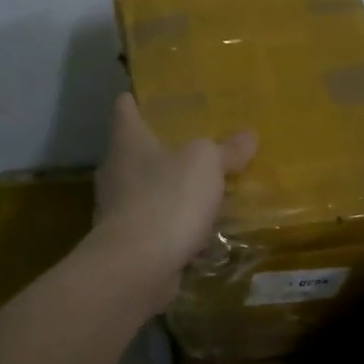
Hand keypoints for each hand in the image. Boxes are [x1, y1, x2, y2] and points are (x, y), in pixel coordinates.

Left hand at [92, 93, 256, 298]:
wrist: (136, 267)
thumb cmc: (167, 199)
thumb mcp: (207, 164)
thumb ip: (227, 149)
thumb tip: (249, 134)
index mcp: (127, 141)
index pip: (124, 108)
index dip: (136, 99)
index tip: (148, 96)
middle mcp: (115, 170)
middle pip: (133, 150)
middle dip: (158, 147)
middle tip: (190, 143)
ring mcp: (116, 209)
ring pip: (142, 188)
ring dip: (165, 188)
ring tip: (198, 187)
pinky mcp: (125, 242)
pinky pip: (151, 223)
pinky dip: (169, 223)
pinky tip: (194, 227)